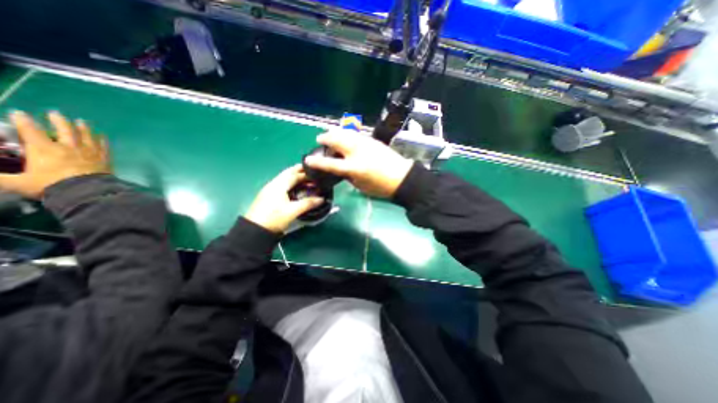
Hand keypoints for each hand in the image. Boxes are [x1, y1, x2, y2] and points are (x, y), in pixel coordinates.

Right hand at [0, 110, 111, 198]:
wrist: (88, 192)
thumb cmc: (52, 186)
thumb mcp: (18, 183)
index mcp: (44, 149)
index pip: (30, 130)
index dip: (23, 120)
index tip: (19, 113)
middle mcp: (68, 147)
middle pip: (64, 129)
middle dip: (58, 120)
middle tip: (56, 113)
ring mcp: (89, 152)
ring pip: (86, 136)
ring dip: (83, 127)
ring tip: (81, 121)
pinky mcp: (104, 159)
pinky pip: (104, 146)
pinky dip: (103, 140)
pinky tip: (103, 135)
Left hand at [247, 164, 325, 232]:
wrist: (255, 230)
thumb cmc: (274, 218)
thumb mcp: (293, 211)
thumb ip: (308, 203)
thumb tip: (322, 199)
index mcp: (279, 185)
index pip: (294, 174)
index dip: (306, 174)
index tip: (317, 174)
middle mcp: (273, 184)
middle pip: (287, 173)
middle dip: (299, 170)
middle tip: (310, 170)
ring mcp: (269, 190)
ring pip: (284, 178)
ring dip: (294, 176)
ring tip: (305, 178)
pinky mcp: (268, 196)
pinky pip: (281, 184)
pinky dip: (290, 183)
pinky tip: (294, 188)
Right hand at [306, 128, 412, 198]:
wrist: (402, 178)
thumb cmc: (381, 187)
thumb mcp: (361, 186)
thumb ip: (349, 176)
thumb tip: (342, 169)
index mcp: (354, 168)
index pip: (330, 164)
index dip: (317, 162)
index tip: (308, 160)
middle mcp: (357, 152)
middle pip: (337, 140)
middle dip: (325, 138)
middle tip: (320, 139)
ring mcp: (366, 144)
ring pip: (346, 133)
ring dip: (336, 132)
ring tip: (331, 134)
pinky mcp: (373, 140)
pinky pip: (356, 134)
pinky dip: (347, 133)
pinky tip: (346, 135)